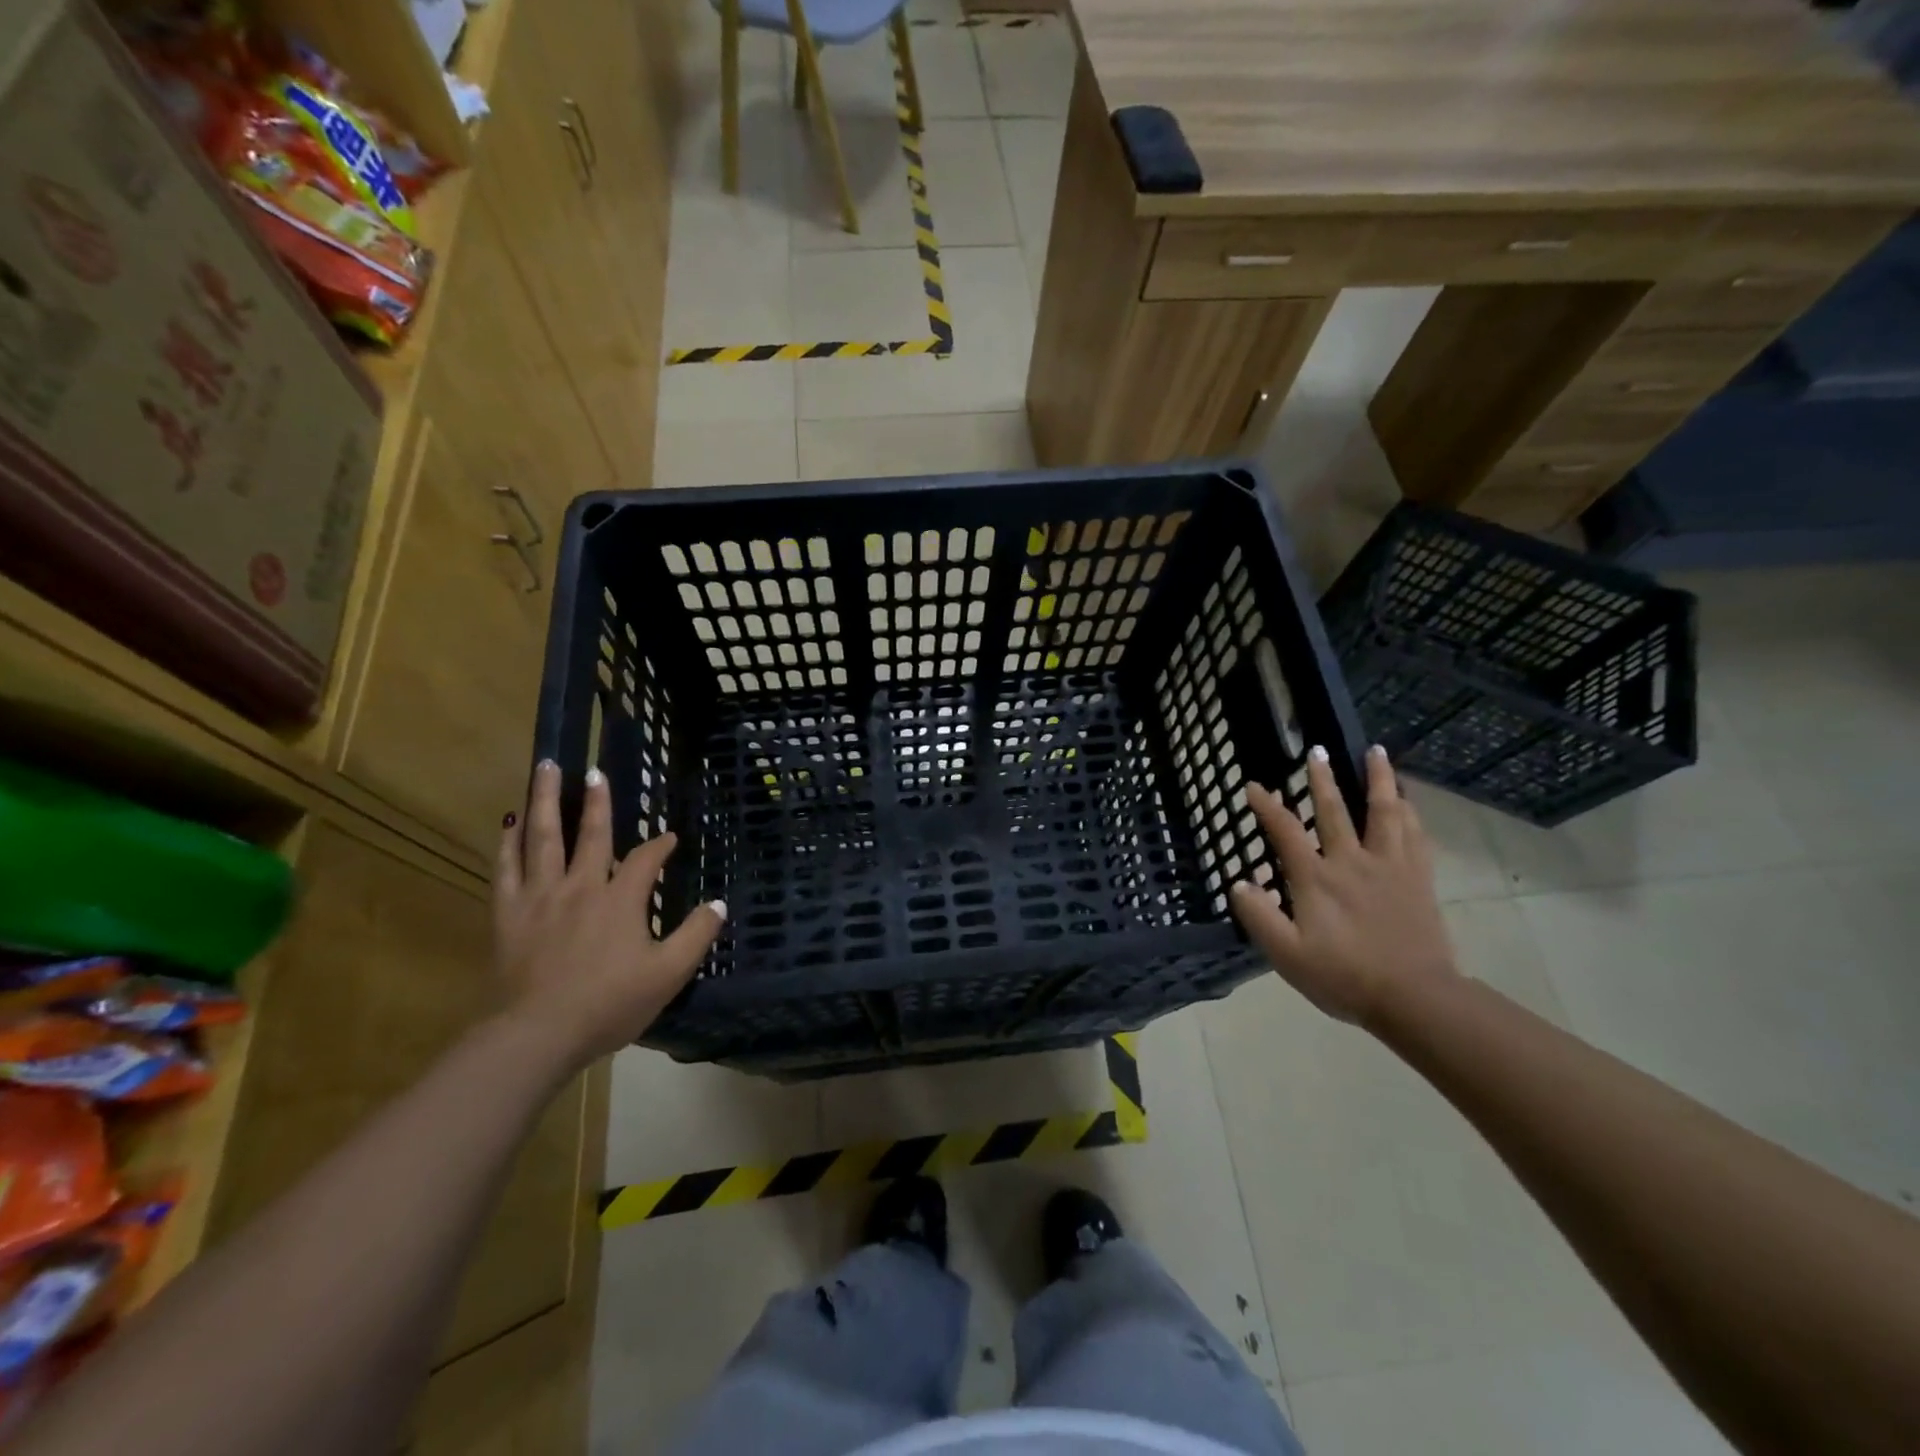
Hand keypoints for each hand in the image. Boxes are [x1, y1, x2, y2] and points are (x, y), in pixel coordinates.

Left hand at [493, 760, 725, 1071]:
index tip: (670, 838)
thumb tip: (719, 903)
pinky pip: (506, 869)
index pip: (646, 859)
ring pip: (543, 838)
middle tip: (594, 772)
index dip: (660, 845)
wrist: (537, 1035)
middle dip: (597, 802)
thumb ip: (697, 935)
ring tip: (545, 768)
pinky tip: (509, 824)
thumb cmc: (609, 1004)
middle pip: (591, 834)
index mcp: (621, 899)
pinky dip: (508, 843)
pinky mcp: (509, 914)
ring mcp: (540, 897)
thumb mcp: (669, 973)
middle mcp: (581, 886)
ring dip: (545, 800)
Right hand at [1231, 745, 1455, 1026]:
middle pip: (1335, 811)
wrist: (1414, 998)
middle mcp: (1352, 862)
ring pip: (1384, 813)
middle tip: (1317, 750)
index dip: (1267, 807)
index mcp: (1316, 879)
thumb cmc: (1344, 977)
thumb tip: (1239, 883)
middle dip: (1323, 779)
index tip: (1253, 786)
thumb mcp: (1287, 955)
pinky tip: (1407, 802)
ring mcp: (1390, 868)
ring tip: (1376, 753)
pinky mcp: (1418, 880)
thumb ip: (1259, 917)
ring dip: (1379, 780)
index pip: (1286, 832)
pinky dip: (1409, 813)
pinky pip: (1414, 836)